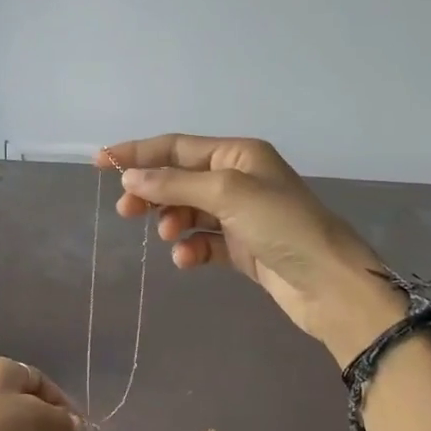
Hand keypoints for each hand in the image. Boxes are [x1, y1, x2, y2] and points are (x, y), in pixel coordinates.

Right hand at [102, 135, 406, 366]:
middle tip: (125, 209)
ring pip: (188, 210)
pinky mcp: (242, 247)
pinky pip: (203, 241)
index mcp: (237, 154)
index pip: (176, 146)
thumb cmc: (281, 225)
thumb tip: (130, 176)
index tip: (100, 161)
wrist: (329, 284)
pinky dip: (191, 248)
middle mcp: (237, 179)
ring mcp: (240, 215)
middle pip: (179, 178)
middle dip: (151, 191)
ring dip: (172, 221)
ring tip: (168, 235)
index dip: (138, 152)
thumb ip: (175, 183)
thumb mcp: (227, 194)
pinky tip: (187, 259)